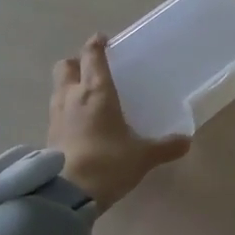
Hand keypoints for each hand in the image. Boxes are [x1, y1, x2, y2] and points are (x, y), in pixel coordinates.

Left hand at [48, 35, 190, 210]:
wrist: (66, 195)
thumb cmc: (108, 163)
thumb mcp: (143, 156)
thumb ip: (165, 147)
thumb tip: (187, 141)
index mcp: (97, 91)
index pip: (92, 56)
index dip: (96, 44)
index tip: (103, 40)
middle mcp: (72, 96)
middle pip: (65, 66)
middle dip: (76, 63)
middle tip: (92, 69)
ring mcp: (56, 115)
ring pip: (57, 88)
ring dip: (68, 85)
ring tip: (85, 96)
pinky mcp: (48, 136)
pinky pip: (55, 111)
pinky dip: (65, 110)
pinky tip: (78, 123)